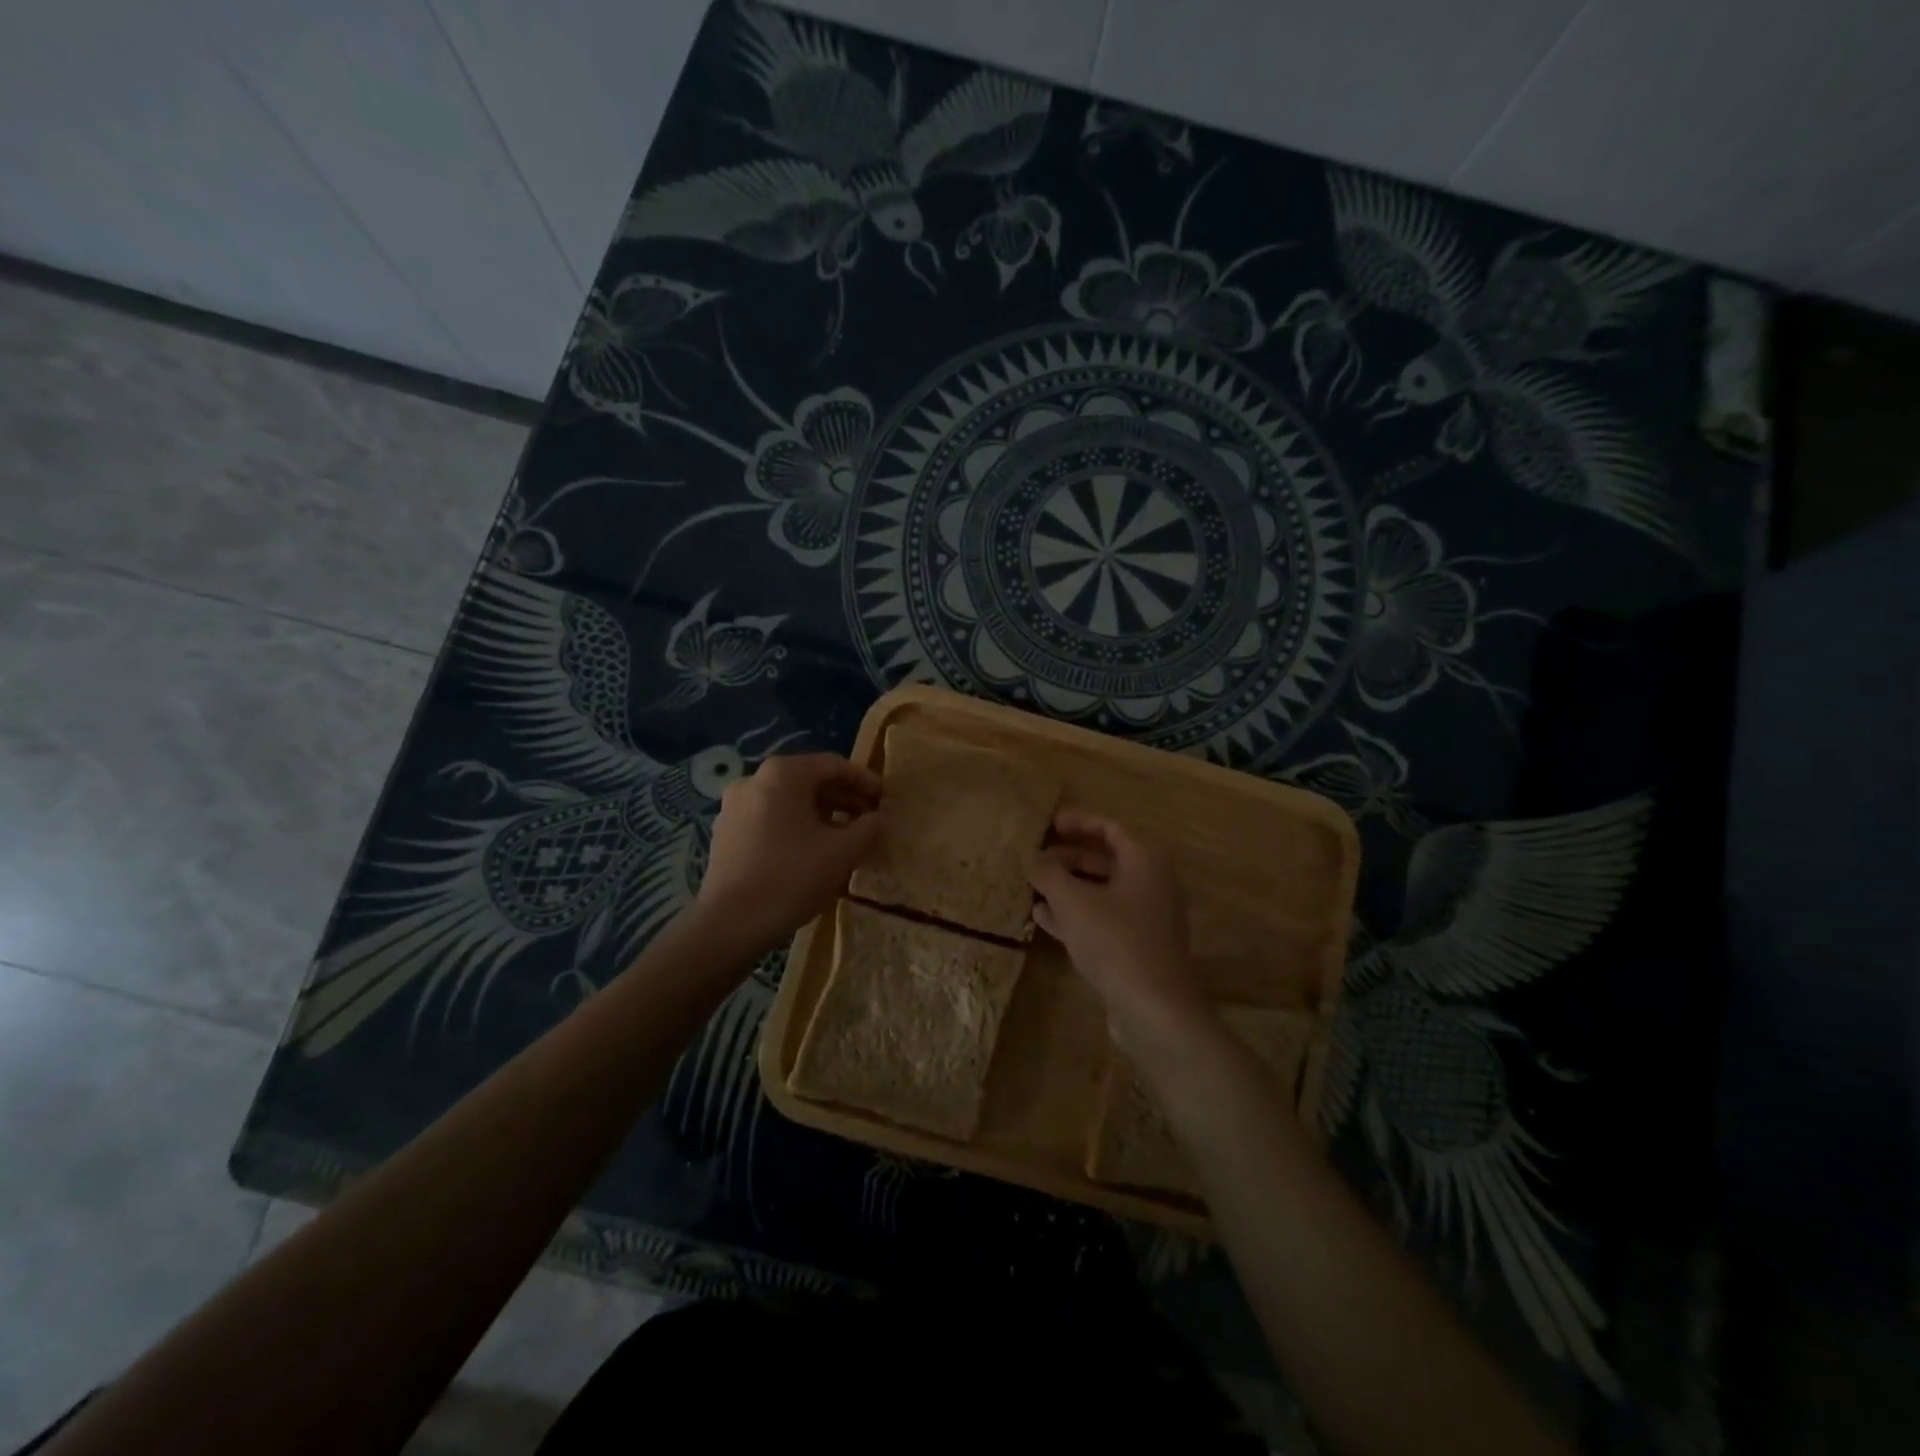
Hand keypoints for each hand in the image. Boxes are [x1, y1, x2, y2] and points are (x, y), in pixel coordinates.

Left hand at [692, 753, 881, 954]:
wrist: (730, 924)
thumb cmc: (791, 877)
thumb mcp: (842, 852)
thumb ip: (868, 828)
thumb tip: (877, 818)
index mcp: (782, 774)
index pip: (833, 765)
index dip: (864, 781)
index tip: (885, 799)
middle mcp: (754, 780)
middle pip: (809, 781)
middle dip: (843, 799)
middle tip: (869, 819)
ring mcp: (734, 807)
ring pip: (789, 802)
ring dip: (821, 815)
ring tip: (845, 838)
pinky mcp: (726, 834)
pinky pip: (770, 820)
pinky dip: (796, 828)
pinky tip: (812, 853)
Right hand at [1030, 810, 1208, 1055]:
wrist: (1153, 1008)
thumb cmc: (1115, 940)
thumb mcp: (1073, 901)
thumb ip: (1049, 874)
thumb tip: (1033, 858)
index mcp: (1145, 860)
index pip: (1110, 827)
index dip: (1078, 822)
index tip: (1049, 823)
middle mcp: (1152, 883)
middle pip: (1106, 859)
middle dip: (1069, 857)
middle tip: (1036, 858)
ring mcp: (1147, 917)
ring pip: (1102, 891)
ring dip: (1068, 887)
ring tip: (1033, 886)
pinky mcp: (1137, 947)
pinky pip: (1103, 919)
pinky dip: (1076, 914)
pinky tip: (1043, 918)